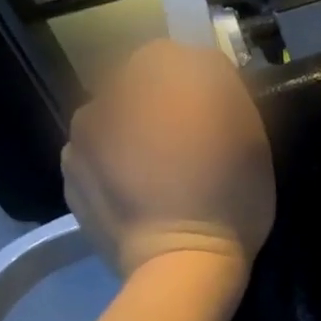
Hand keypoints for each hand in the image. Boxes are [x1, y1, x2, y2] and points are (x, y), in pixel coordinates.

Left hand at [62, 40, 274, 281]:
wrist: (180, 265)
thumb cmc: (228, 196)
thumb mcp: (251, 132)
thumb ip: (223, 83)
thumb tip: (202, 67)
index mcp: (154, 79)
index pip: (175, 54)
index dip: (198, 81)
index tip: (216, 117)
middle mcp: (107, 96)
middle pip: (137, 86)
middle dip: (160, 106)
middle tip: (190, 149)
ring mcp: (79, 138)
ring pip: (114, 120)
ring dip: (133, 134)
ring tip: (161, 177)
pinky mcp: (69, 177)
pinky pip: (97, 155)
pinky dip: (114, 166)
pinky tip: (139, 196)